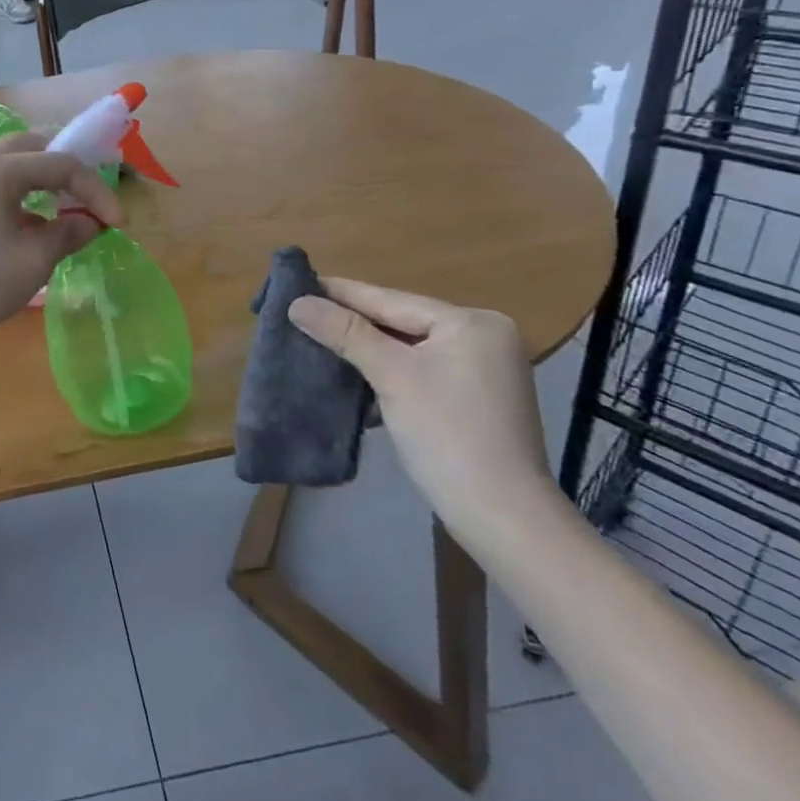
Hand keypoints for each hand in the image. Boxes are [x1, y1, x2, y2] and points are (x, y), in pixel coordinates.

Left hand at [0, 133, 123, 352]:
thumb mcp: (32, 262)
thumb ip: (67, 234)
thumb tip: (90, 222)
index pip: (61, 164)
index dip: (95, 190)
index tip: (117, 223)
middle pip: (30, 148)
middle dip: (65, 169)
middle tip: (88, 196)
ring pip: (8, 166)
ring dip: (40, 181)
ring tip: (63, 210)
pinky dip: (18, 195)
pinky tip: (28, 227)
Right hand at [287, 278, 556, 546]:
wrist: (502, 518)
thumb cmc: (447, 434)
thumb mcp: (391, 375)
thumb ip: (345, 333)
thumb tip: (297, 302)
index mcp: (473, 323)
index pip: (392, 300)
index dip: (342, 293)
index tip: (298, 282)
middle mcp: (484, 338)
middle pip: (402, 323)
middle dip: (352, 323)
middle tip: (302, 312)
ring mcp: (484, 372)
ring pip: (409, 349)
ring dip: (366, 350)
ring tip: (317, 339)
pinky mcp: (475, 402)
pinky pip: (421, 372)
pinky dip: (388, 373)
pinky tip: (354, 374)